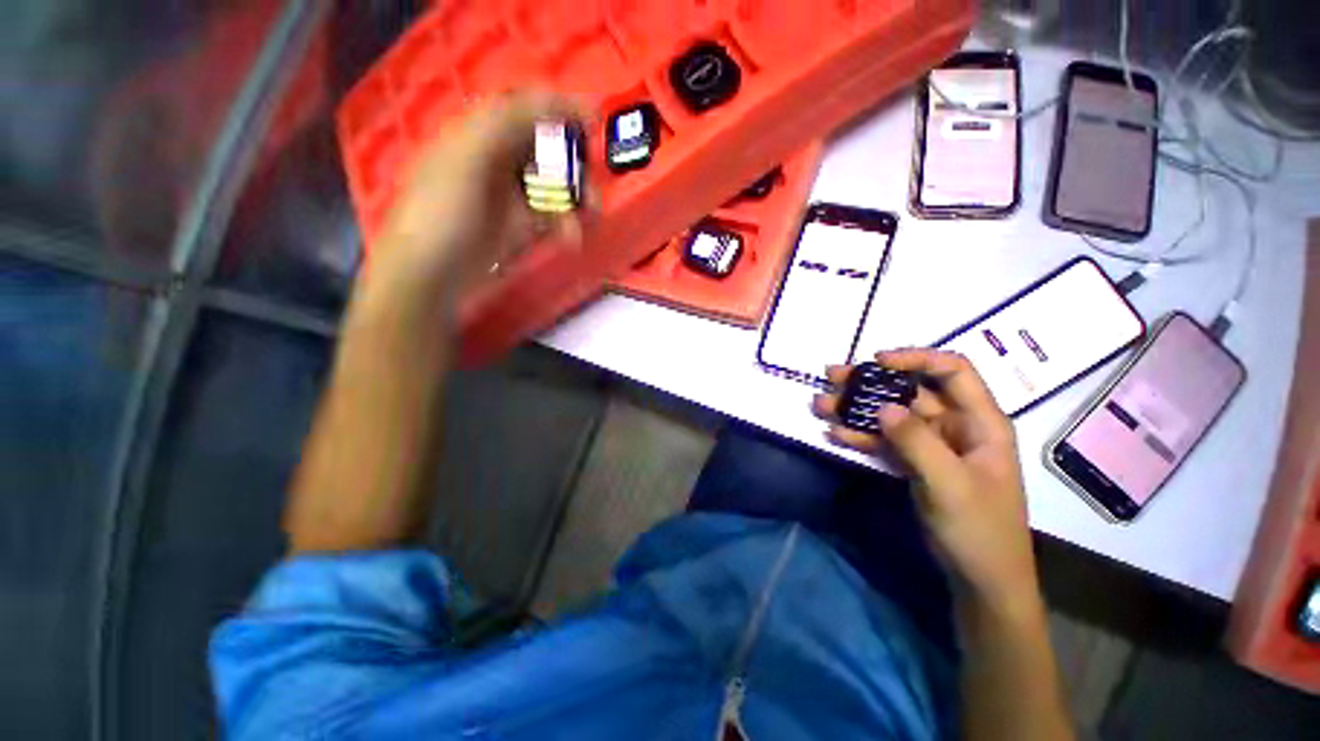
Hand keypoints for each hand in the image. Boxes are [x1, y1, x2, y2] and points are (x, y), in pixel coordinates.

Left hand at [352, 89, 593, 328]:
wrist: (431, 275)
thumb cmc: (442, 214)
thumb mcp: (467, 160)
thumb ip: (505, 126)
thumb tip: (552, 102)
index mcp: (481, 134)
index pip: (527, 108)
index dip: (561, 109)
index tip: (594, 122)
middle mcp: (499, 160)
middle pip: (549, 151)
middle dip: (576, 168)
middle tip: (593, 189)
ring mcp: (512, 195)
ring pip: (556, 186)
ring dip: (576, 200)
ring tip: (590, 220)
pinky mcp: (521, 226)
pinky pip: (553, 217)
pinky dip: (567, 225)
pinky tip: (572, 238)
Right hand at [813, 349, 1040, 611]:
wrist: (980, 580)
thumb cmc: (979, 530)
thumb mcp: (949, 484)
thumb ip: (916, 442)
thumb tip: (883, 407)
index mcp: (980, 422)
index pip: (952, 371)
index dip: (916, 358)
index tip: (876, 361)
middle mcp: (955, 426)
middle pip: (910, 391)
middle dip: (870, 382)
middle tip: (831, 377)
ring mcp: (932, 445)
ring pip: (891, 415)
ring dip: (856, 409)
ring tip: (820, 405)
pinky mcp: (914, 463)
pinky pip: (884, 441)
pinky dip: (860, 436)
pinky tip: (835, 434)